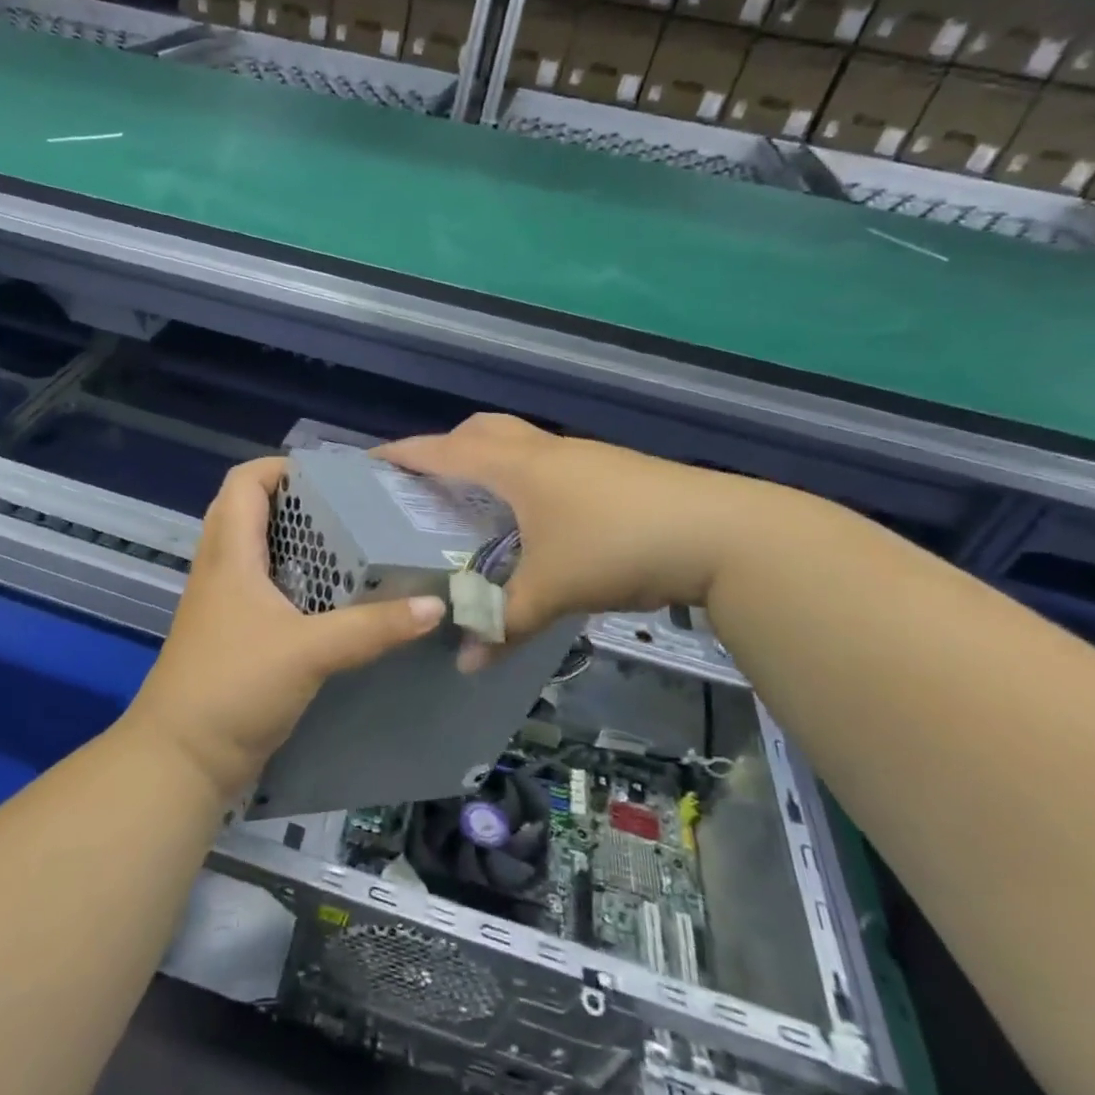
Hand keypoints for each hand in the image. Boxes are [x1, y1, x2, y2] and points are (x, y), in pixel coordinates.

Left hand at [127, 458, 445, 799]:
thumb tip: (434, 605)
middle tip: (355, 511)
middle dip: (302, 505)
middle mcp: (222, 569)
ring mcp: (225, 604)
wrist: (182, 760)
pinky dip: (300, 585)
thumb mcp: (310, 651)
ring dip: (302, 546)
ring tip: (357, 548)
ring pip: (263, 554)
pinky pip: (268, 592)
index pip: (244, 481)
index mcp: (229, 553)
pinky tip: (339, 602)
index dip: (283, 467)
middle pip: (254, 512)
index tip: (334, 477)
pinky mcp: (235, 636)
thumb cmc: (234, 687)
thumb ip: (373, 627)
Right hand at [380, 415, 768, 666]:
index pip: (444, 450)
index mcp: (517, 466)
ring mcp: (582, 457)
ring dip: (488, 462)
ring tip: (473, 502)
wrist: (723, 532)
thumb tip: (465, 663)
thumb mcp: (554, 589)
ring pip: (519, 445)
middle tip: (426, 483)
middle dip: (447, 448)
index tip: (371, 462)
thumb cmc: (619, 545)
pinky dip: (523, 480)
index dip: (405, 454)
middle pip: (482, 431)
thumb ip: (505, 624)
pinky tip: (532, 520)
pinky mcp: (611, 472)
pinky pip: (548, 465)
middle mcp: (545, 451)